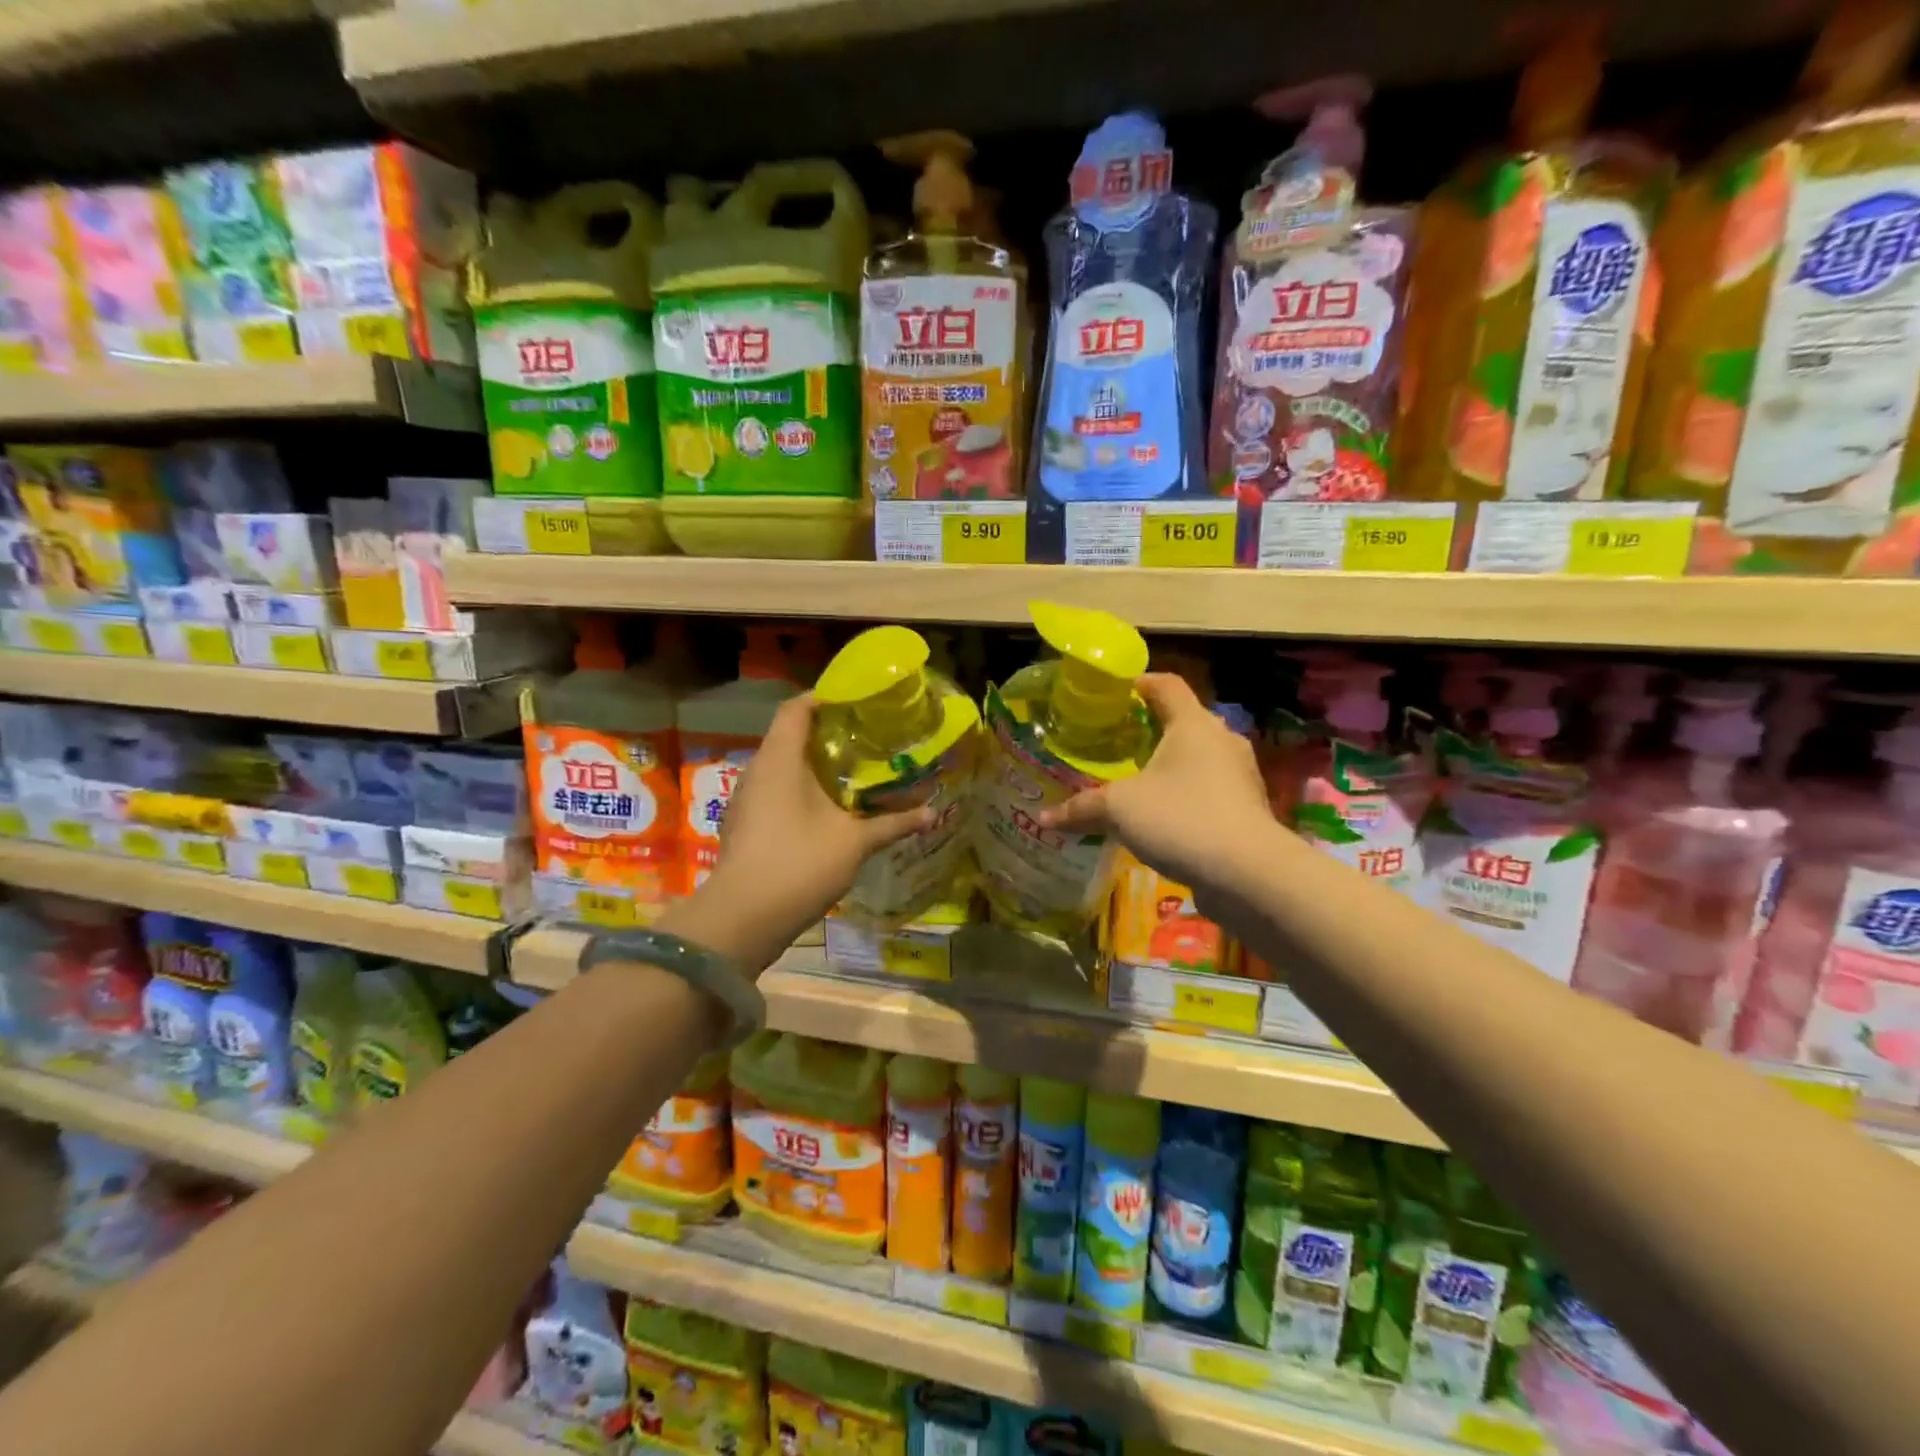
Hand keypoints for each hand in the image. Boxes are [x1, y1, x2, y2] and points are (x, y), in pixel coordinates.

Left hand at [658, 695, 930, 972]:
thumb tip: (932, 814)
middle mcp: (758, 771)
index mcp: (779, 759)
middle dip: (827, 733)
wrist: (743, 918)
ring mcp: (747, 799)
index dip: (825, 697)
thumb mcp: (854, 842)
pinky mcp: (745, 825)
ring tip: (853, 771)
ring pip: (782, 767)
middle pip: (790, 736)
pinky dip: (801, 790)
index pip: (796, 708)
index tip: (858, 701)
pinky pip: (775, 792)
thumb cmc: (799, 864)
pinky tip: (828, 808)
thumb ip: (893, 823)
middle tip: (867, 737)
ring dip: (814, 765)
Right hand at [1039, 673, 1277, 912]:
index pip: (1166, 685)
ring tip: (1135, 781)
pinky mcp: (1245, 809)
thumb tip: (1044, 818)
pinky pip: (1208, 790)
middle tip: (1116, 742)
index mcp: (1193, 724)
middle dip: (1150, 729)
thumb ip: (1082, 808)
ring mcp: (1239, 776)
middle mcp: (1221, 740)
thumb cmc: (1181, 819)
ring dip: (1169, 765)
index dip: (1138, 682)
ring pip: (1197, 758)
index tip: (1112, 694)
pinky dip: (1184, 794)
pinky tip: (1161, 817)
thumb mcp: (1119, 809)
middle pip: (1183, 720)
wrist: (1248, 874)